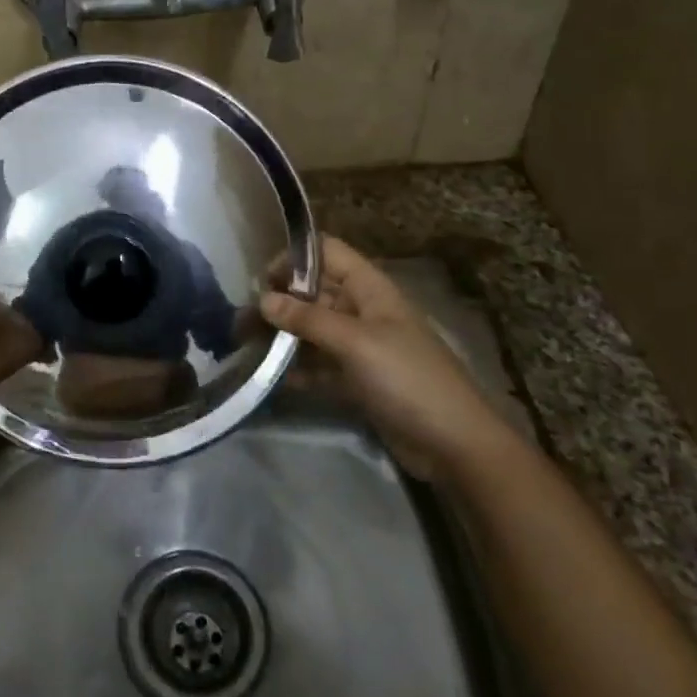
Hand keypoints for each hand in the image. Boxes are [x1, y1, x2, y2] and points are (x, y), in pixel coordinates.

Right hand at [260, 236, 502, 471]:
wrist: (454, 444)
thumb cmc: (408, 378)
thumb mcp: (356, 343)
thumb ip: (308, 319)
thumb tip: (263, 299)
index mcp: (370, 288)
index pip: (326, 252)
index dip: (294, 259)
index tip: (262, 281)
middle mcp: (362, 310)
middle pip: (313, 292)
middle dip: (279, 301)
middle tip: (242, 321)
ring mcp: (359, 346)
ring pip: (312, 329)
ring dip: (282, 335)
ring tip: (246, 347)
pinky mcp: (356, 379)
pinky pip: (319, 363)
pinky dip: (296, 367)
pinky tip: (270, 377)